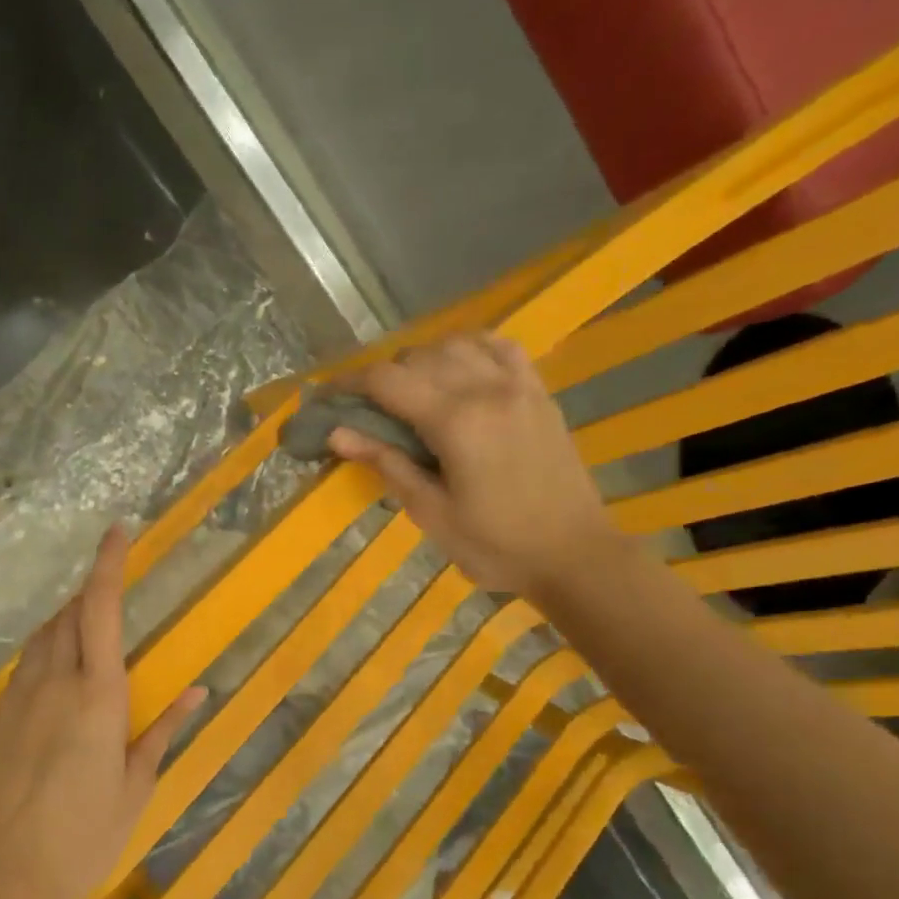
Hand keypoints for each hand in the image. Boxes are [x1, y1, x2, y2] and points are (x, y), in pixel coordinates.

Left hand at [0, 525, 205, 898]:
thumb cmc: (83, 835)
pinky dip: (46, 650)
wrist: (2, 874)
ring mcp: (20, 697)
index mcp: (98, 694)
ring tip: (88, 627)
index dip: (109, 564)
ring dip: (66, 619)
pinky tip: (58, 672)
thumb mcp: (135, 787)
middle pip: (69, 613)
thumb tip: (197, 692)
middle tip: (111, 587)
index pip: (102, 609)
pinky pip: (26, 663)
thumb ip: (162, 731)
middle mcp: (55, 681)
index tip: (117, 530)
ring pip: (43, 636)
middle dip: (90, 590)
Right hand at [327, 334, 616, 596]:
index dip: (348, 383)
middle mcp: (486, 389)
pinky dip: (469, 348)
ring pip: (457, 343)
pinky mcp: (539, 392)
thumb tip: (336, 433)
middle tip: (363, 408)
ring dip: (421, 359)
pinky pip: (500, 347)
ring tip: (407, 391)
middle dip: (381, 375)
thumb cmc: (495, 545)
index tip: (324, 397)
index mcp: (456, 421)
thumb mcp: (431, 512)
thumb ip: (386, 464)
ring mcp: (518, 385)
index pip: (387, 381)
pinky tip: (457, 368)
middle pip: (418, 356)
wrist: (574, 554)